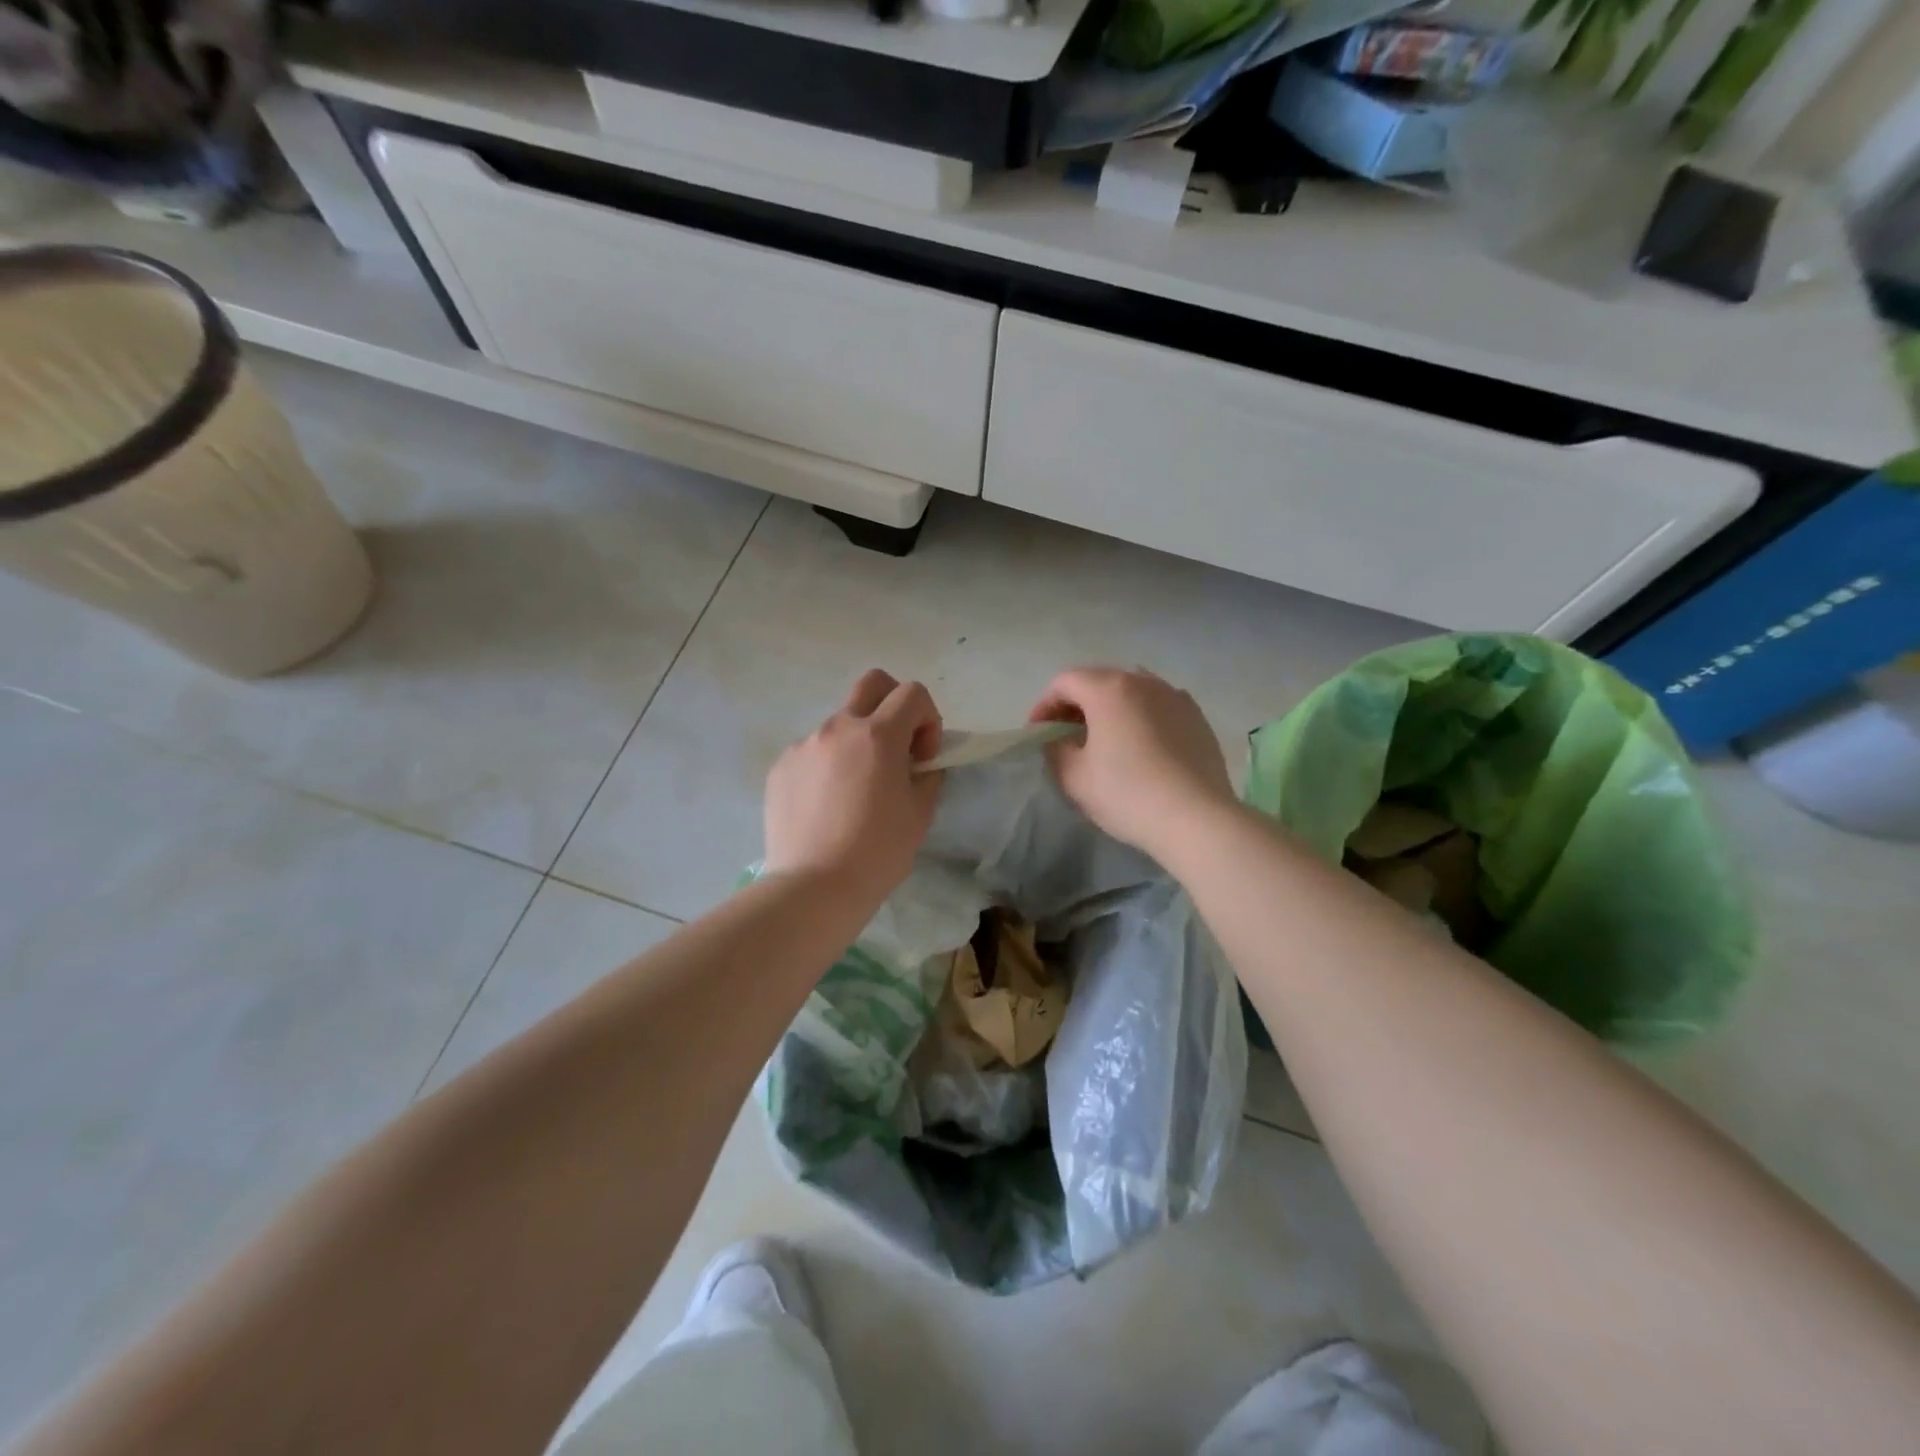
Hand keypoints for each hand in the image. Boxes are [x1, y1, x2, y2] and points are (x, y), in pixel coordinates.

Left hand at [764, 669, 942, 905]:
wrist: (813, 888)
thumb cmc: (877, 852)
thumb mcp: (920, 814)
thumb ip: (926, 775)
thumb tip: (919, 763)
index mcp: (878, 735)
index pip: (912, 693)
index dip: (928, 719)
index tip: (923, 757)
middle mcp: (838, 728)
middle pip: (872, 683)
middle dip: (893, 703)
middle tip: (897, 745)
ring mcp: (804, 745)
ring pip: (840, 724)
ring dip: (857, 743)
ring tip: (856, 791)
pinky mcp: (780, 767)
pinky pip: (812, 752)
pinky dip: (828, 766)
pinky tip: (827, 806)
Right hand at [1030, 667, 1234, 858]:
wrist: (1196, 818)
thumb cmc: (1127, 794)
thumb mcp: (1074, 777)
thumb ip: (1055, 750)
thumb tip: (1057, 740)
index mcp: (1108, 689)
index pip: (1064, 682)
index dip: (1044, 705)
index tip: (1038, 734)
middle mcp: (1143, 681)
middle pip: (1098, 681)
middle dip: (1075, 704)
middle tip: (1065, 735)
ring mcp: (1174, 696)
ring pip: (1131, 691)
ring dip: (1109, 708)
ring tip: (1104, 738)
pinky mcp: (1197, 717)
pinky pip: (1158, 706)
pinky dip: (1140, 716)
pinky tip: (1140, 745)